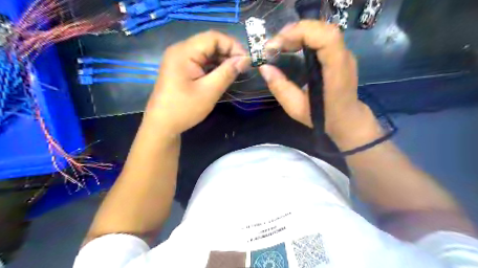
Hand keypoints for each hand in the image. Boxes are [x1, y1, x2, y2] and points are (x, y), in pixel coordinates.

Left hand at [144, 31, 249, 136]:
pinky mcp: (181, 68)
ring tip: (236, 72)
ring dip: (222, 60)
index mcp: (184, 52)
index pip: (213, 37)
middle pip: (209, 43)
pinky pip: (201, 61)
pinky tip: (223, 75)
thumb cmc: (184, 109)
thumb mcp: (209, 91)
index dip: (233, 45)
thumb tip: (245, 59)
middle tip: (243, 67)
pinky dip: (213, 66)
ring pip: (206, 52)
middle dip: (228, 53)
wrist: (162, 125)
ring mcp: (179, 59)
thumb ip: (227, 72)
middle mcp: (180, 50)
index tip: (246, 60)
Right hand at [260, 20, 378, 149]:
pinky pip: (322, 37)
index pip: (326, 38)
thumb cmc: (322, 117)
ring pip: (322, 30)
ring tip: (280, 45)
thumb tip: (264, 67)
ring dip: (298, 33)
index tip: (277, 45)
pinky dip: (304, 37)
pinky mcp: (339, 55)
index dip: (300, 33)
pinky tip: (292, 46)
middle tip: (274, 45)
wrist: (346, 119)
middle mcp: (343, 58)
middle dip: (295, 32)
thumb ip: (280, 88)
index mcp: (336, 72)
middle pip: (322, 29)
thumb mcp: (296, 108)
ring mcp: (343, 54)